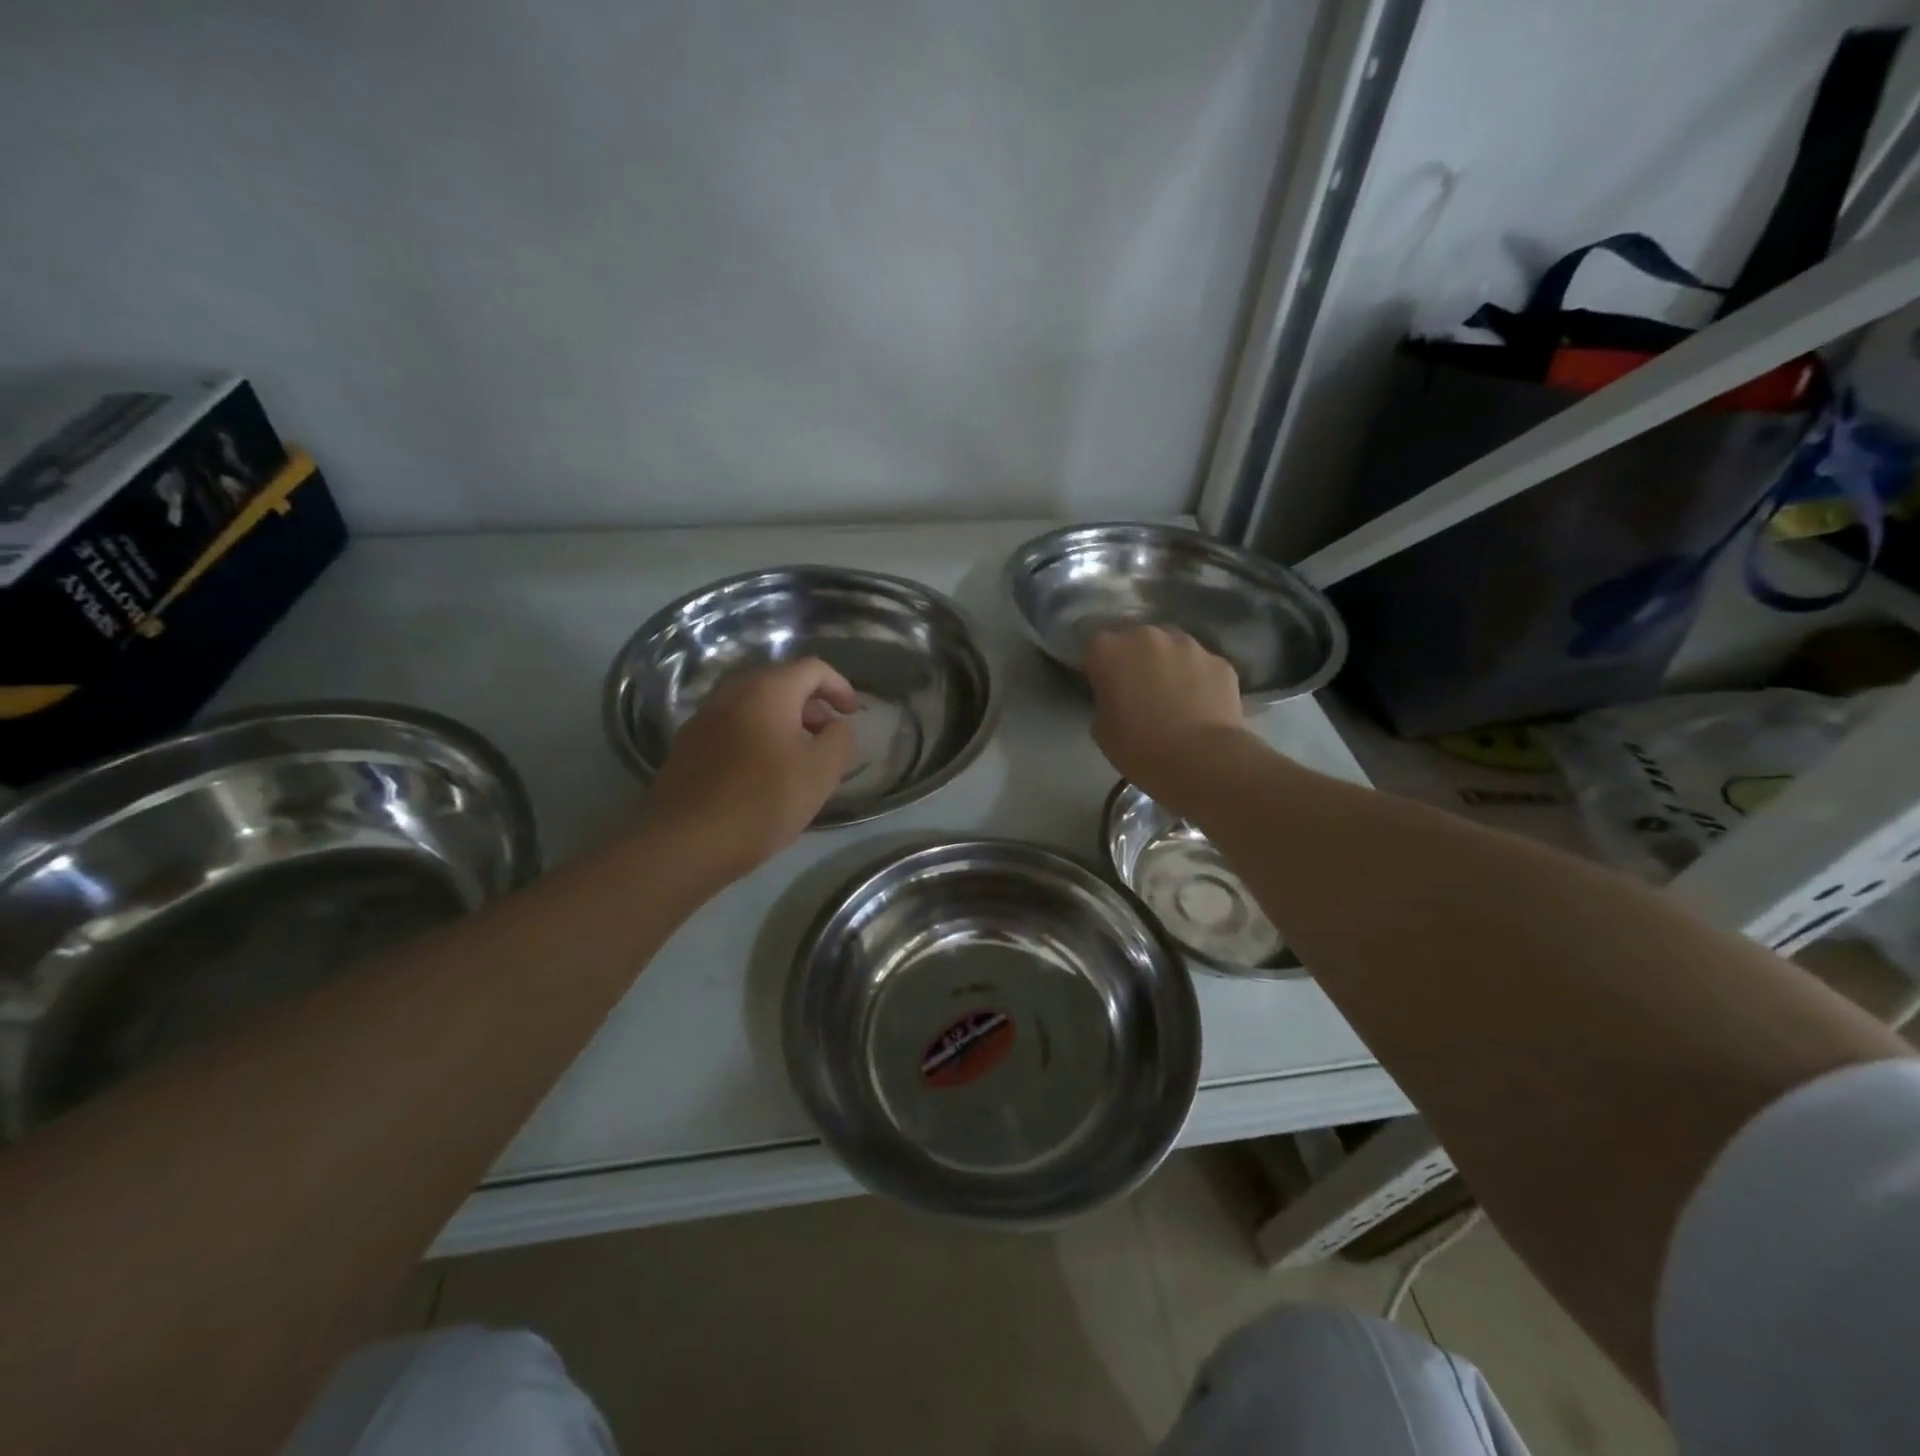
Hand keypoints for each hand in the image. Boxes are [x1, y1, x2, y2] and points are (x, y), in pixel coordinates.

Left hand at [645, 658, 858, 878]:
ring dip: (783, 723)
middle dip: (811, 705)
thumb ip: (840, 739)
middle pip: (780, 683)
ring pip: (754, 707)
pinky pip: (733, 728)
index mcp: (767, 690)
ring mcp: (704, 718)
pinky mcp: (687, 746)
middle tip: (827, 737)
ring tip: (798, 759)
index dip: (839, 687)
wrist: (685, 842)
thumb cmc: (763, 801)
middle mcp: (731, 693)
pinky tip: (763, 774)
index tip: (853, 714)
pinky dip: (757, 737)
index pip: (813, 669)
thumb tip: (835, 726)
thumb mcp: (821, 772)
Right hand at [1083, 626, 1247, 806]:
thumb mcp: (1101, 730)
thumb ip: (1106, 701)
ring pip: (1172, 646)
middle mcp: (1147, 636)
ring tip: (1174, 696)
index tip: (1105, 689)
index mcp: (1109, 651)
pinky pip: (1201, 665)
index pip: (1095, 648)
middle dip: (1135, 658)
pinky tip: (1201, 705)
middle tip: (1139, 691)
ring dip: (1168, 663)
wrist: (1200, 759)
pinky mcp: (1219, 661)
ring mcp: (1188, 644)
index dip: (1100, 668)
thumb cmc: (1138, 747)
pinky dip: (1198, 679)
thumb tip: (1119, 698)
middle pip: (1135, 639)